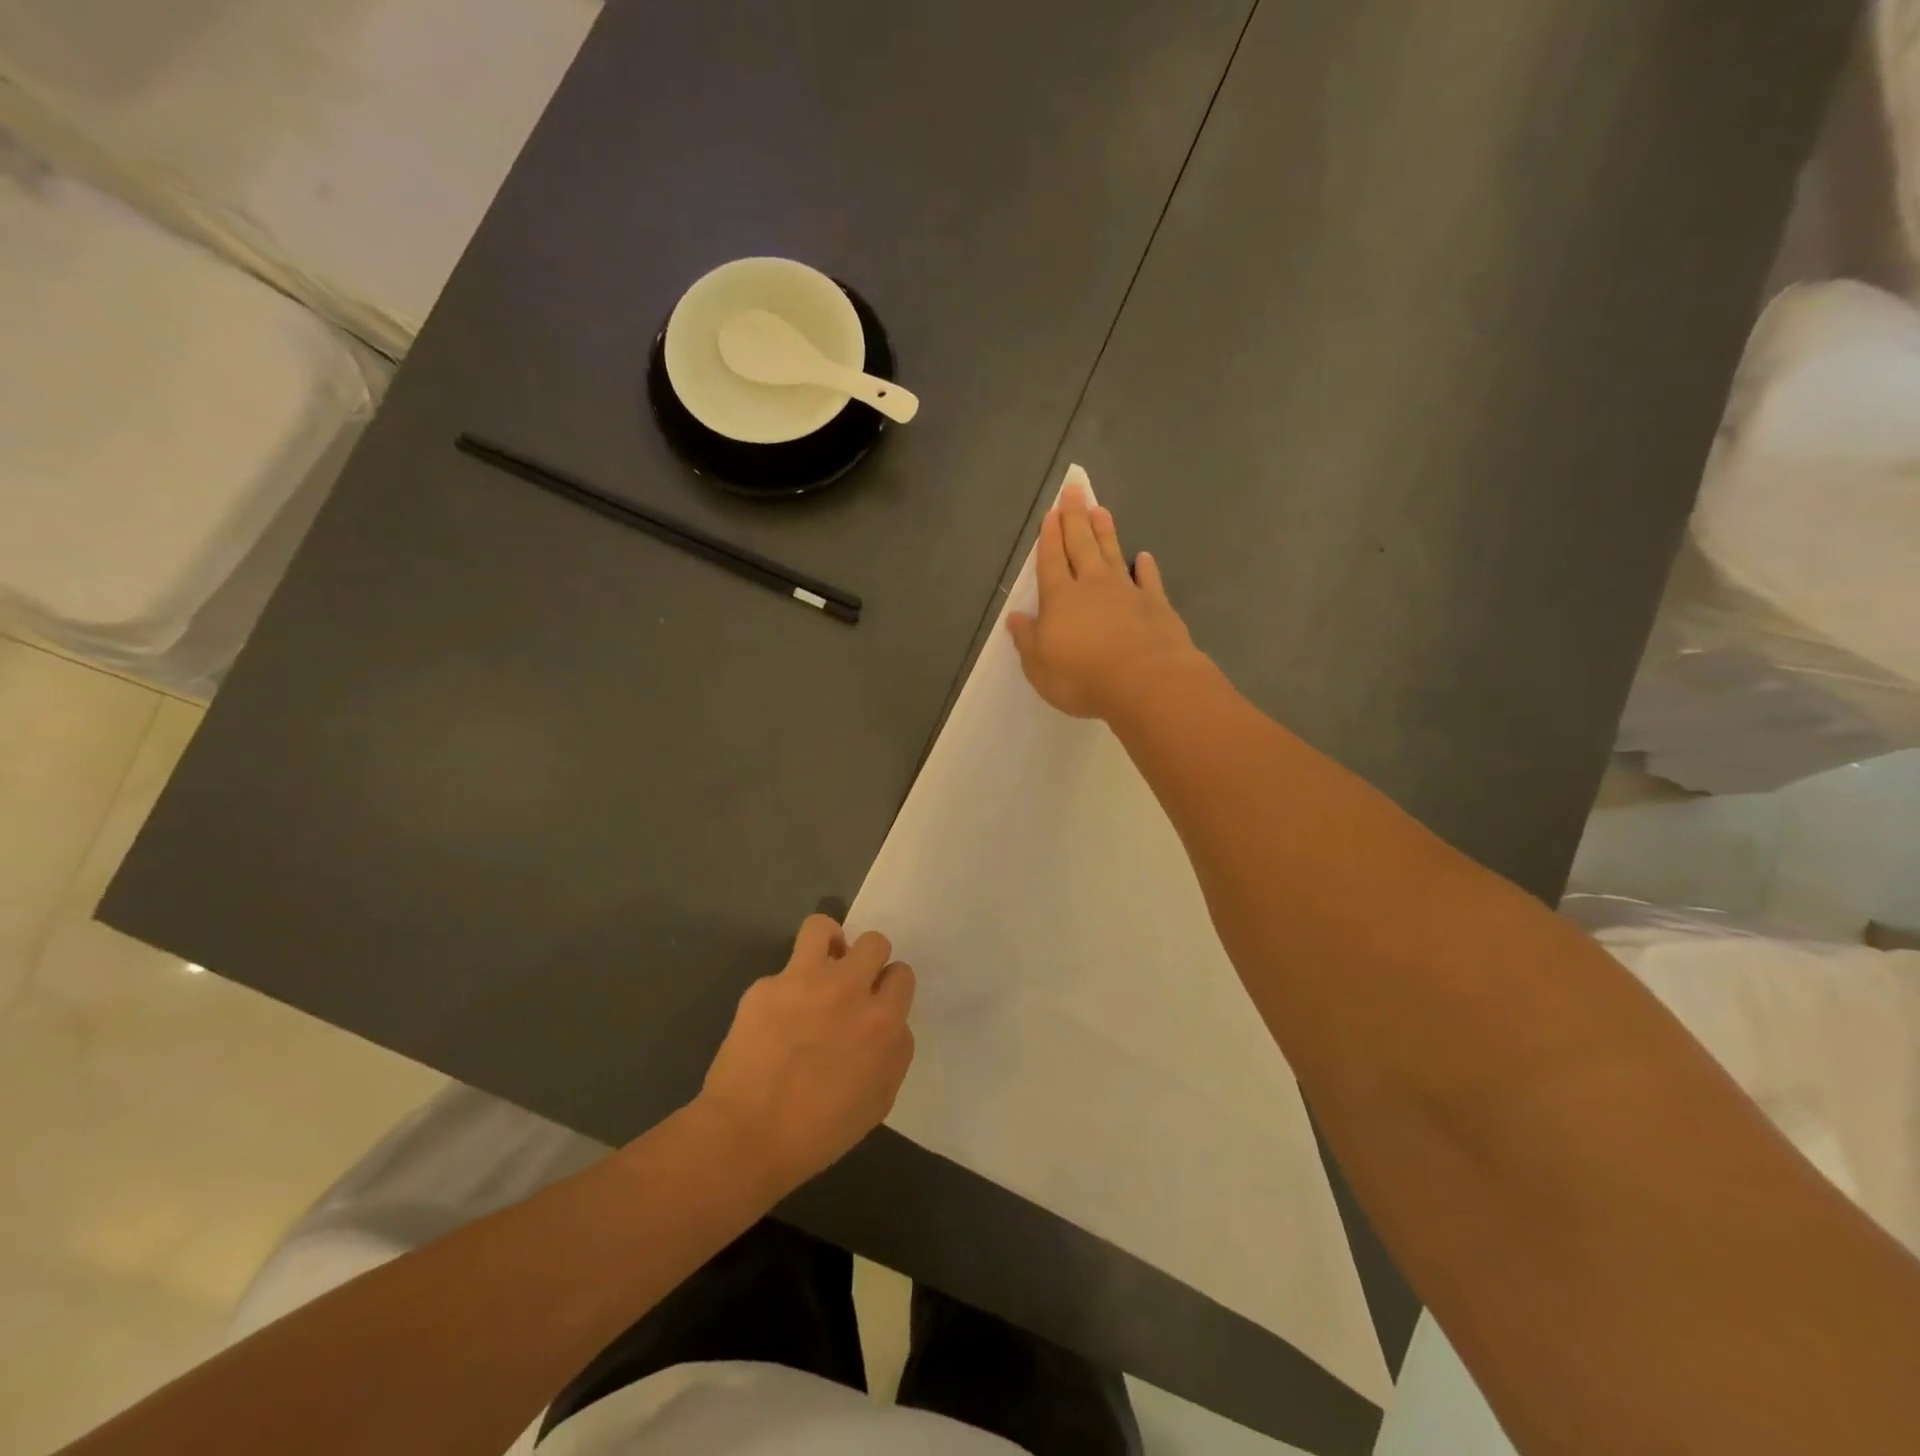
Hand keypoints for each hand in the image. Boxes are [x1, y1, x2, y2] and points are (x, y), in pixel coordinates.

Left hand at [696, 915, 915, 1189]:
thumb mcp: (879, 1100)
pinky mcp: (765, 986)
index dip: (890, 987)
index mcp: (882, 1020)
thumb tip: (891, 1025)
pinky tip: (775, 1016)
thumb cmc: (820, 1132)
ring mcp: (804, 981)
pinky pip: (782, 970)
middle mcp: (849, 989)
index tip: (877, 1003)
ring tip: (819, 967)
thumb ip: (895, 1052)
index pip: (902, 973)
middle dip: (868, 960)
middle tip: (852, 986)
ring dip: (828, 943)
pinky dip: (785, 987)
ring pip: (824, 927)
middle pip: (874, 942)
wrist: (747, 1137)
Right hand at [1007, 472, 1201, 718]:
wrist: (1146, 682)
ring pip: (1113, 554)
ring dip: (1105, 532)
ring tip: (1101, 510)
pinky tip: (1144, 556)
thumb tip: (1015, 617)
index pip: (1051, 561)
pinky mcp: (1156, 605)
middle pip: (1081, 546)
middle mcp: (1092, 586)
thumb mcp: (1039, 666)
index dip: (1050, 537)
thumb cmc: (1082, 677)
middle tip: (1074, 490)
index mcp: (1060, 599)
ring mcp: (1127, 593)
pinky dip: (1146, 567)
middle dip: (1075, 518)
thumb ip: (1028, 639)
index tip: (1051, 512)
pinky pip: (1149, 580)